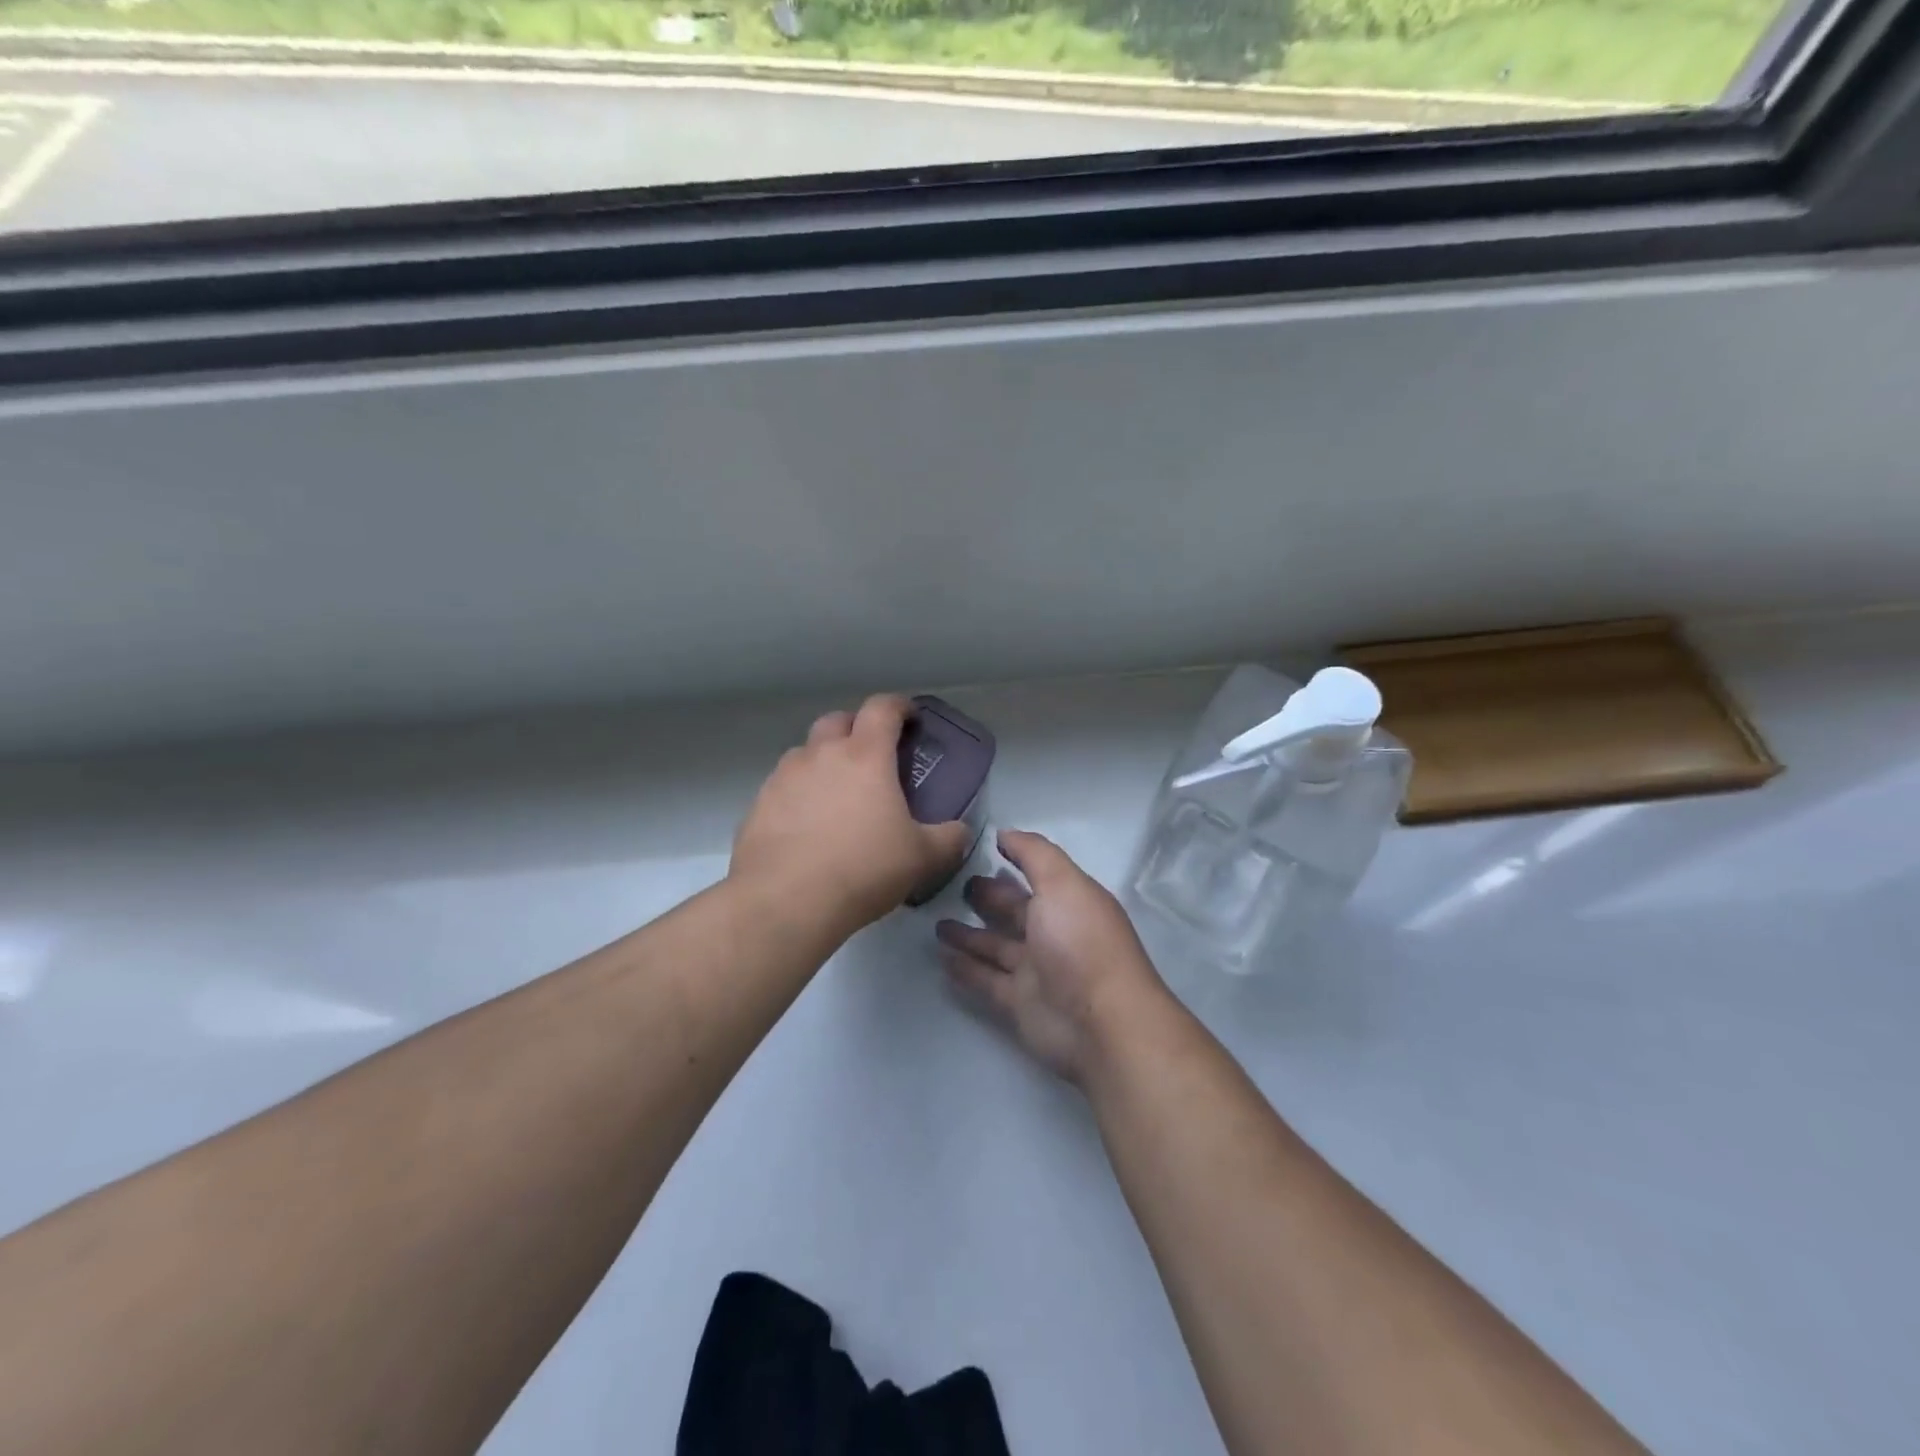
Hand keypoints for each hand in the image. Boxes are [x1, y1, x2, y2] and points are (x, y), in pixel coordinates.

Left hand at [732, 695, 974, 936]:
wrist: (785, 901)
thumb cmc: (863, 869)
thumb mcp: (921, 858)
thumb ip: (948, 839)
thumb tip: (960, 831)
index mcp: (865, 756)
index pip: (882, 708)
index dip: (899, 706)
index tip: (910, 718)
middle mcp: (821, 755)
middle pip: (837, 720)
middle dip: (857, 728)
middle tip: (872, 756)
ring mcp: (784, 777)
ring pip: (805, 752)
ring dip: (823, 760)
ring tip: (836, 793)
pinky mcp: (759, 804)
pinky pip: (782, 786)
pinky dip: (798, 793)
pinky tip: (807, 825)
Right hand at [936, 830, 1173, 1085]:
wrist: (1101, 1023)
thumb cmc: (1081, 942)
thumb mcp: (1062, 883)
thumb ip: (1034, 854)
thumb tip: (1005, 833)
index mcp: (1069, 901)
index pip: (1038, 874)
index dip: (1016, 859)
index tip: (984, 846)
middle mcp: (1053, 933)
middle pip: (1015, 910)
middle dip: (990, 897)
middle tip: (955, 884)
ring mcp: (1036, 970)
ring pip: (996, 946)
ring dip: (969, 934)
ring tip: (937, 922)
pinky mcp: (1018, 1002)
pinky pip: (985, 980)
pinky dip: (965, 968)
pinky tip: (941, 957)